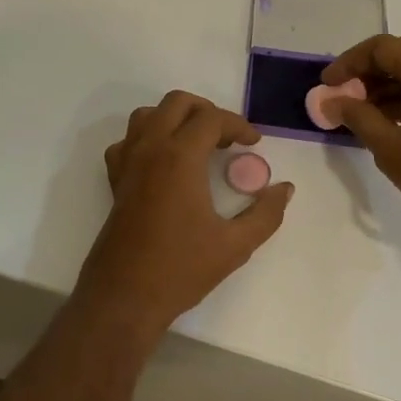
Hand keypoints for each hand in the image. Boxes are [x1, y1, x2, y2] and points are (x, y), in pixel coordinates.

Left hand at [76, 91, 293, 330]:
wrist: (124, 297)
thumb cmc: (181, 269)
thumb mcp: (235, 245)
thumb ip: (265, 213)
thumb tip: (285, 189)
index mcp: (179, 157)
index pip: (211, 118)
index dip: (237, 125)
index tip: (254, 143)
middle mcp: (150, 149)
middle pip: (176, 103)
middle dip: (206, 111)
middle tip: (227, 138)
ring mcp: (127, 163)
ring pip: (147, 115)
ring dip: (174, 118)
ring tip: (197, 143)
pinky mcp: (115, 181)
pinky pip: (128, 142)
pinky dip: (147, 139)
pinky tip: (163, 162)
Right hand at [321, 35, 400, 211]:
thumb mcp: (388, 146)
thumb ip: (356, 115)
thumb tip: (332, 101)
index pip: (381, 47)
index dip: (349, 62)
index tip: (328, 84)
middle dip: (371, 71)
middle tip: (346, 95)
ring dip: (392, 83)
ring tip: (365, 112)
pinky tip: (395, 119)